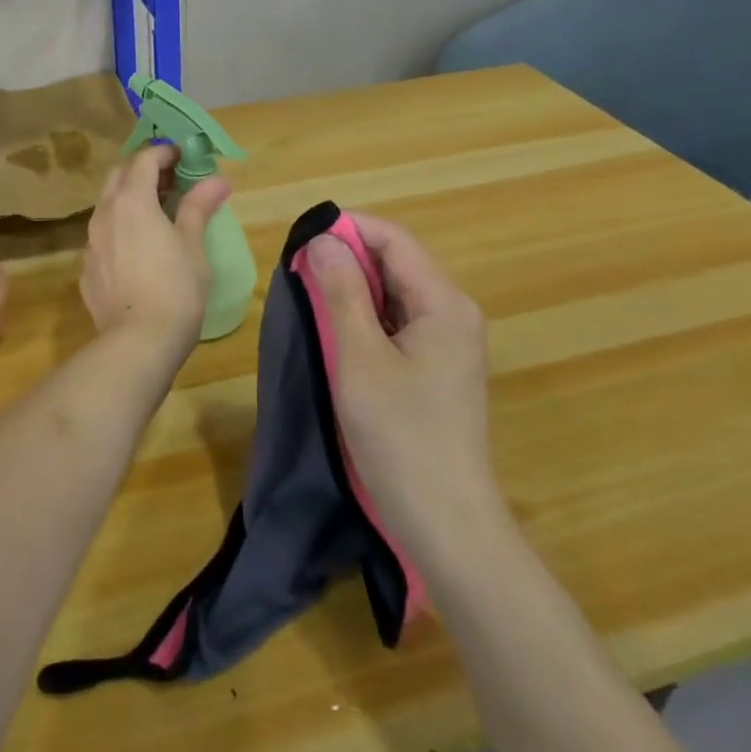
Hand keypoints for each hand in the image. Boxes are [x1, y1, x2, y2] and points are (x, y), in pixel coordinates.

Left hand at [81, 146, 231, 359]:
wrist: (138, 343)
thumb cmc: (175, 289)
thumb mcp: (193, 245)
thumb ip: (199, 207)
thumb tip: (217, 179)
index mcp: (132, 201)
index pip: (143, 160)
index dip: (164, 152)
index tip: (183, 156)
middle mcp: (104, 214)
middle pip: (118, 176)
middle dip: (142, 170)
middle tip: (170, 180)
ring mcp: (90, 243)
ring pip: (106, 206)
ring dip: (129, 199)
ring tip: (156, 213)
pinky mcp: (87, 269)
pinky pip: (102, 236)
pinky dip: (120, 229)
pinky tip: (138, 249)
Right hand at [305, 215, 500, 555]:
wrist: (446, 523)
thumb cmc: (400, 437)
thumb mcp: (359, 359)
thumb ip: (341, 293)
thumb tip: (323, 239)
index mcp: (444, 303)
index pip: (394, 240)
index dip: (348, 229)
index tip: (300, 239)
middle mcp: (453, 312)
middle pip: (397, 263)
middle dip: (347, 258)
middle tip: (297, 271)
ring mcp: (449, 342)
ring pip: (395, 293)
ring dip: (353, 289)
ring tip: (309, 297)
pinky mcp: (437, 367)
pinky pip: (398, 323)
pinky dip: (365, 317)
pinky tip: (335, 332)